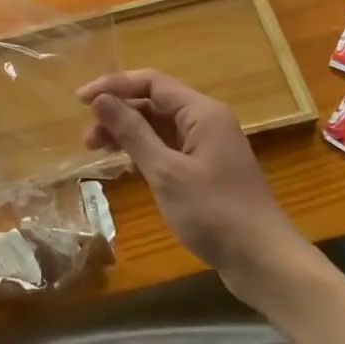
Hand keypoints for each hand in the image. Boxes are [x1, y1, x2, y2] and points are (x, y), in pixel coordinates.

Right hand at [77, 70, 311, 288]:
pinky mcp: (207, 169)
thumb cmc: (214, 212)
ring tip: (99, 151)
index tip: (81, 101)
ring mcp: (208, 146)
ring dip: (128, 133)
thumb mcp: (166, 171)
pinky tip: (128, 166)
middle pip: (154, 103)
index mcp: (202, 112)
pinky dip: (145, 151)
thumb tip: (100, 100)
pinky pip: (169, 147)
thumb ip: (132, 133)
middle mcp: (206, 121)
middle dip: (118, 113)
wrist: (263, 261)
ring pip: (160, 126)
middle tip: (88, 138)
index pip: (151, 82)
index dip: (114, 86)